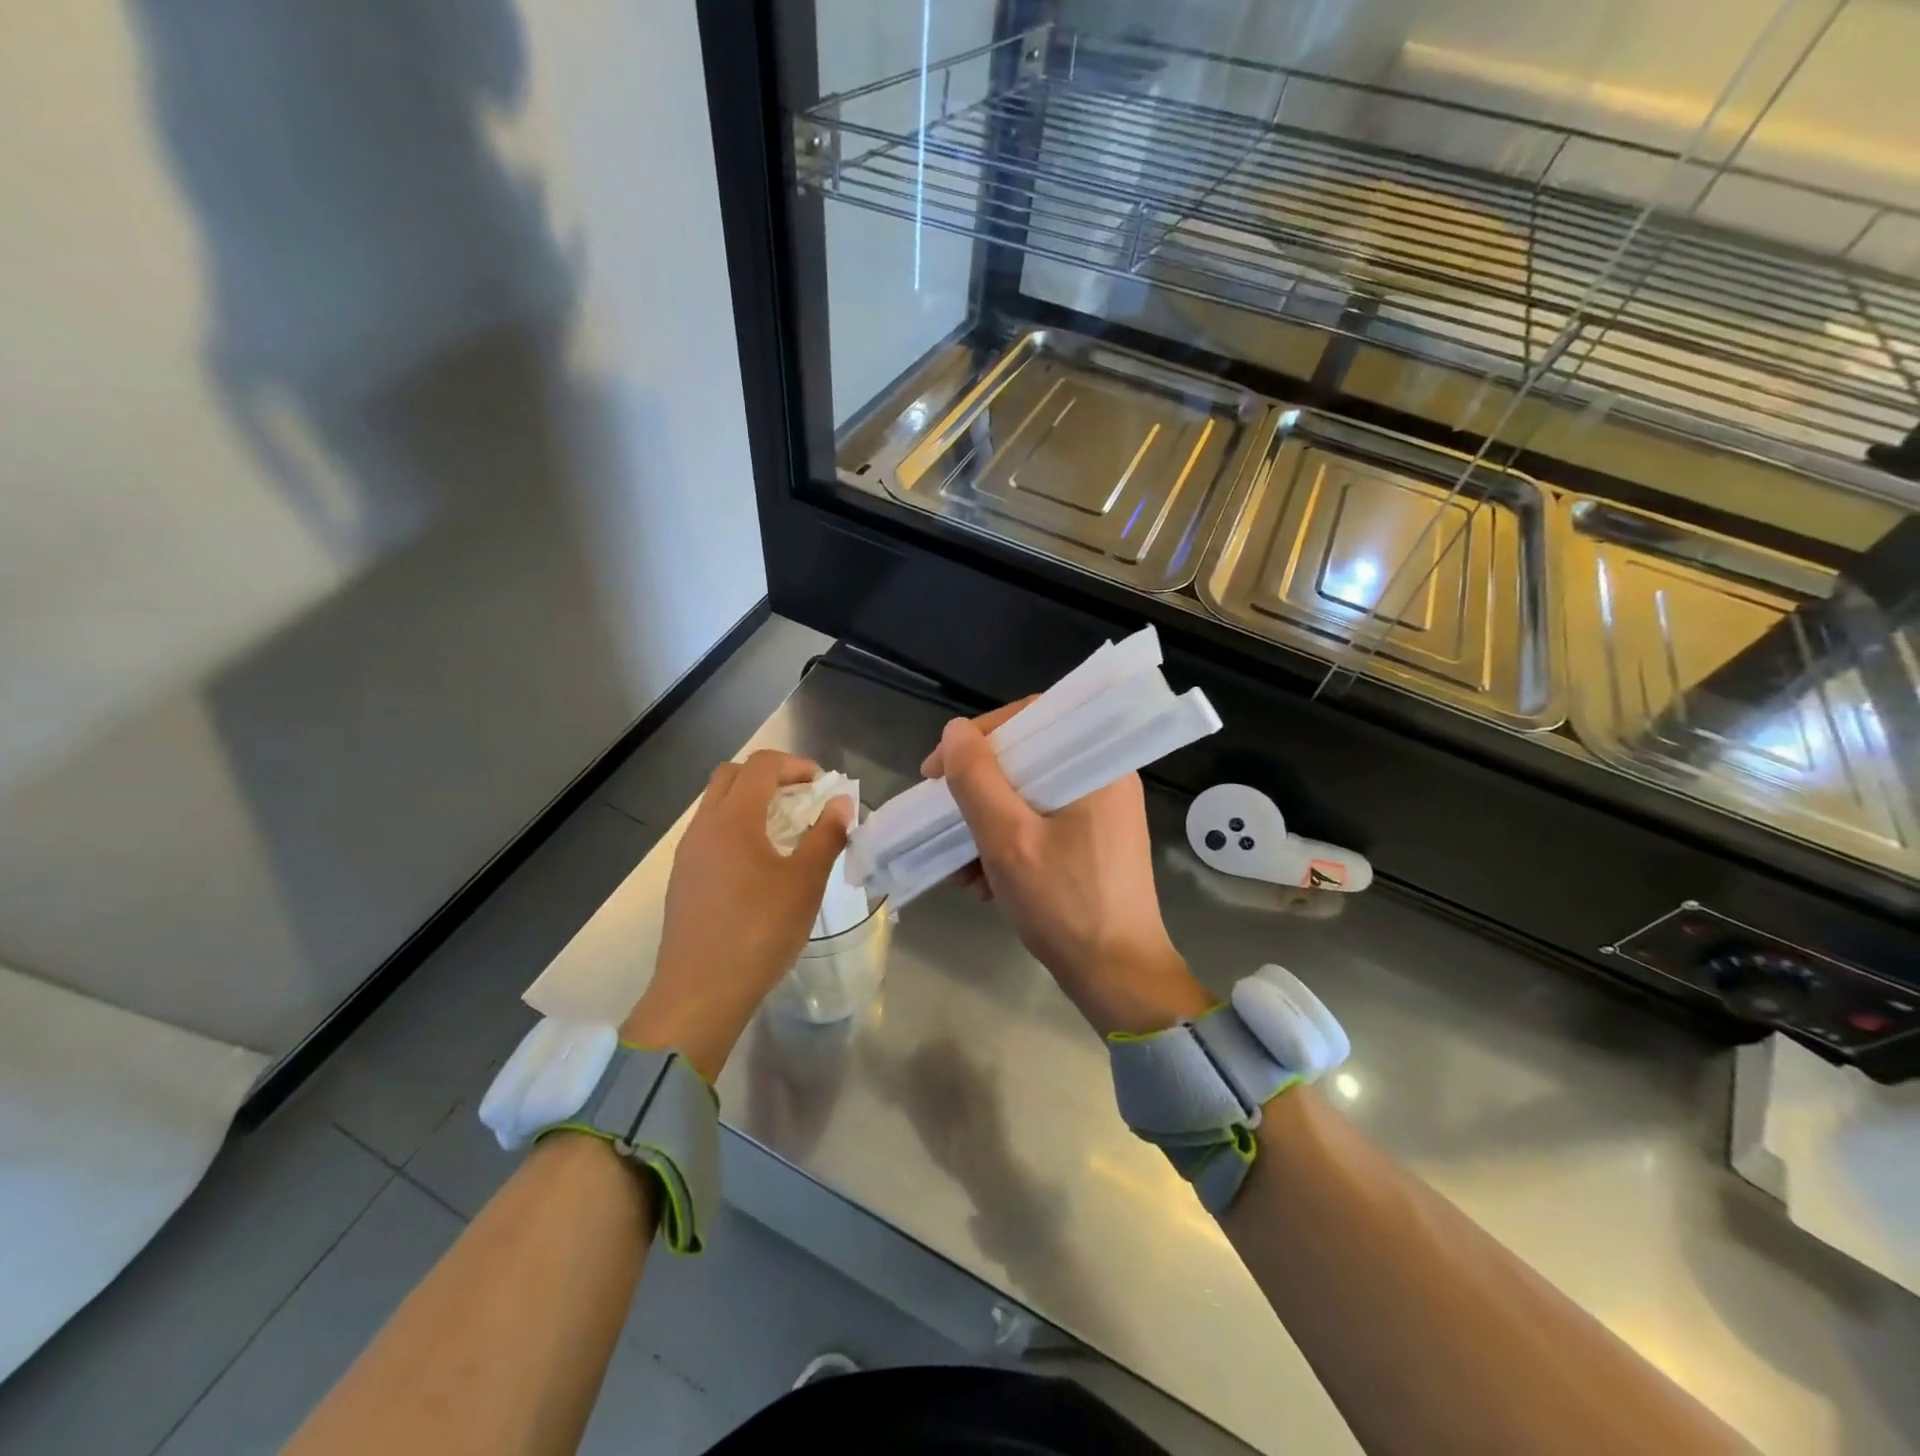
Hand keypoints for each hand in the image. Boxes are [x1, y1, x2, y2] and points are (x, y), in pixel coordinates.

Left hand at [623, 751, 851, 1079]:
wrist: (699, 993)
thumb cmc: (759, 932)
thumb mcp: (805, 883)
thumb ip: (826, 836)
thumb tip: (841, 802)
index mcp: (732, 819)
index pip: (761, 765)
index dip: (795, 765)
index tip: (822, 785)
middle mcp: (703, 826)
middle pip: (731, 775)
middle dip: (769, 776)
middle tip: (801, 799)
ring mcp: (687, 853)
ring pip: (716, 805)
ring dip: (750, 802)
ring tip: (785, 831)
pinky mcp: (683, 879)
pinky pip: (709, 833)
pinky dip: (736, 828)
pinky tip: (759, 864)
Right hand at [923, 704, 1212, 1036]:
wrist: (1117, 979)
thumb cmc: (1065, 906)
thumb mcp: (1008, 841)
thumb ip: (977, 781)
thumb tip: (955, 732)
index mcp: (1097, 766)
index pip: (1032, 718)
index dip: (978, 737)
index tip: (939, 769)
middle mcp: (1104, 779)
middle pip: (1027, 760)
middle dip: (977, 791)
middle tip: (943, 813)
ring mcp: (1100, 813)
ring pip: (1029, 796)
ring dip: (987, 824)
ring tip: (960, 866)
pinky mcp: (1093, 842)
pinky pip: (1041, 824)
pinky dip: (1008, 844)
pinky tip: (982, 882)